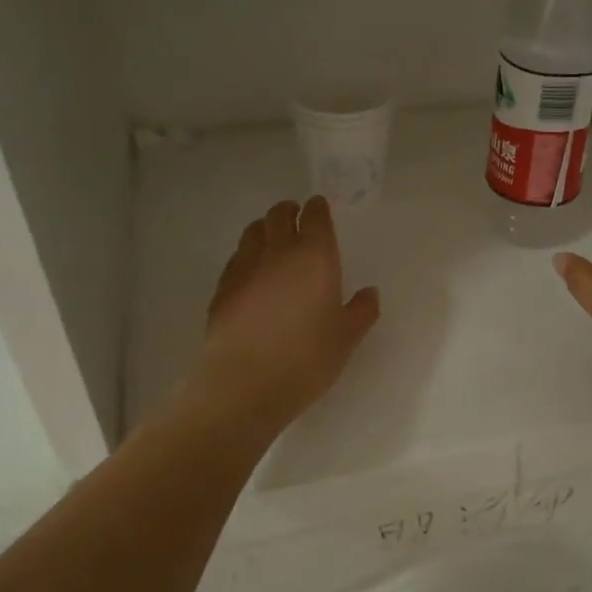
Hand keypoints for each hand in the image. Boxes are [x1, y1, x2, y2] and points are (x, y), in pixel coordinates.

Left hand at [186, 196, 379, 433]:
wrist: (244, 383)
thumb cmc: (306, 358)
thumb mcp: (346, 338)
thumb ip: (361, 311)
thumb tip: (369, 293)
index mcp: (315, 256)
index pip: (315, 216)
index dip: (318, 209)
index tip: (320, 209)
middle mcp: (278, 251)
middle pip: (279, 215)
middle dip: (290, 212)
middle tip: (297, 219)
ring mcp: (245, 267)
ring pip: (254, 231)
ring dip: (266, 229)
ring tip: (274, 241)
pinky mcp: (222, 287)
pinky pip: (237, 258)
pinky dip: (248, 256)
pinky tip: (253, 275)